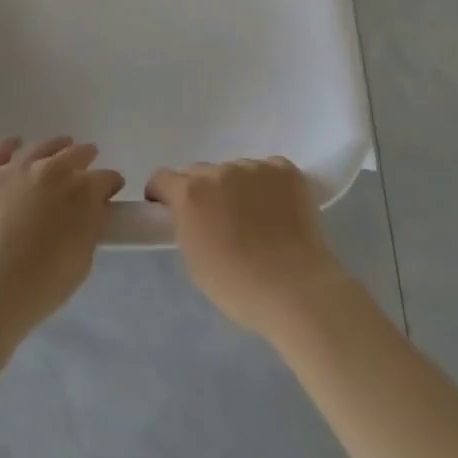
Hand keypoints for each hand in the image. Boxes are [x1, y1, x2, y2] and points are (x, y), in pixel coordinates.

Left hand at [0, 136, 124, 340]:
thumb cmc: (43, 283)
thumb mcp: (83, 258)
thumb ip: (91, 226)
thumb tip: (93, 211)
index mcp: (83, 191)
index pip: (107, 178)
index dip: (111, 185)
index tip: (110, 193)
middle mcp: (53, 169)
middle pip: (77, 153)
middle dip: (86, 159)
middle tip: (86, 168)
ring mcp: (18, 168)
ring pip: (43, 146)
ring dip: (56, 147)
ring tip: (59, 150)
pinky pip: (2, 148)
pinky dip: (12, 145)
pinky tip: (17, 146)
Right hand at [145, 157, 352, 342]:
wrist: (295, 289)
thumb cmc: (237, 286)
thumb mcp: (194, 259)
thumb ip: (186, 225)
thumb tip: (192, 215)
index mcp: (191, 193)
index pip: (163, 178)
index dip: (163, 194)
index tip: (169, 210)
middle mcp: (220, 171)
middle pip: (201, 173)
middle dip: (202, 192)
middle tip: (216, 220)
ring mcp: (255, 167)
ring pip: (236, 171)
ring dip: (236, 187)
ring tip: (254, 217)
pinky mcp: (286, 170)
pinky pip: (268, 170)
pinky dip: (267, 185)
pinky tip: (277, 209)